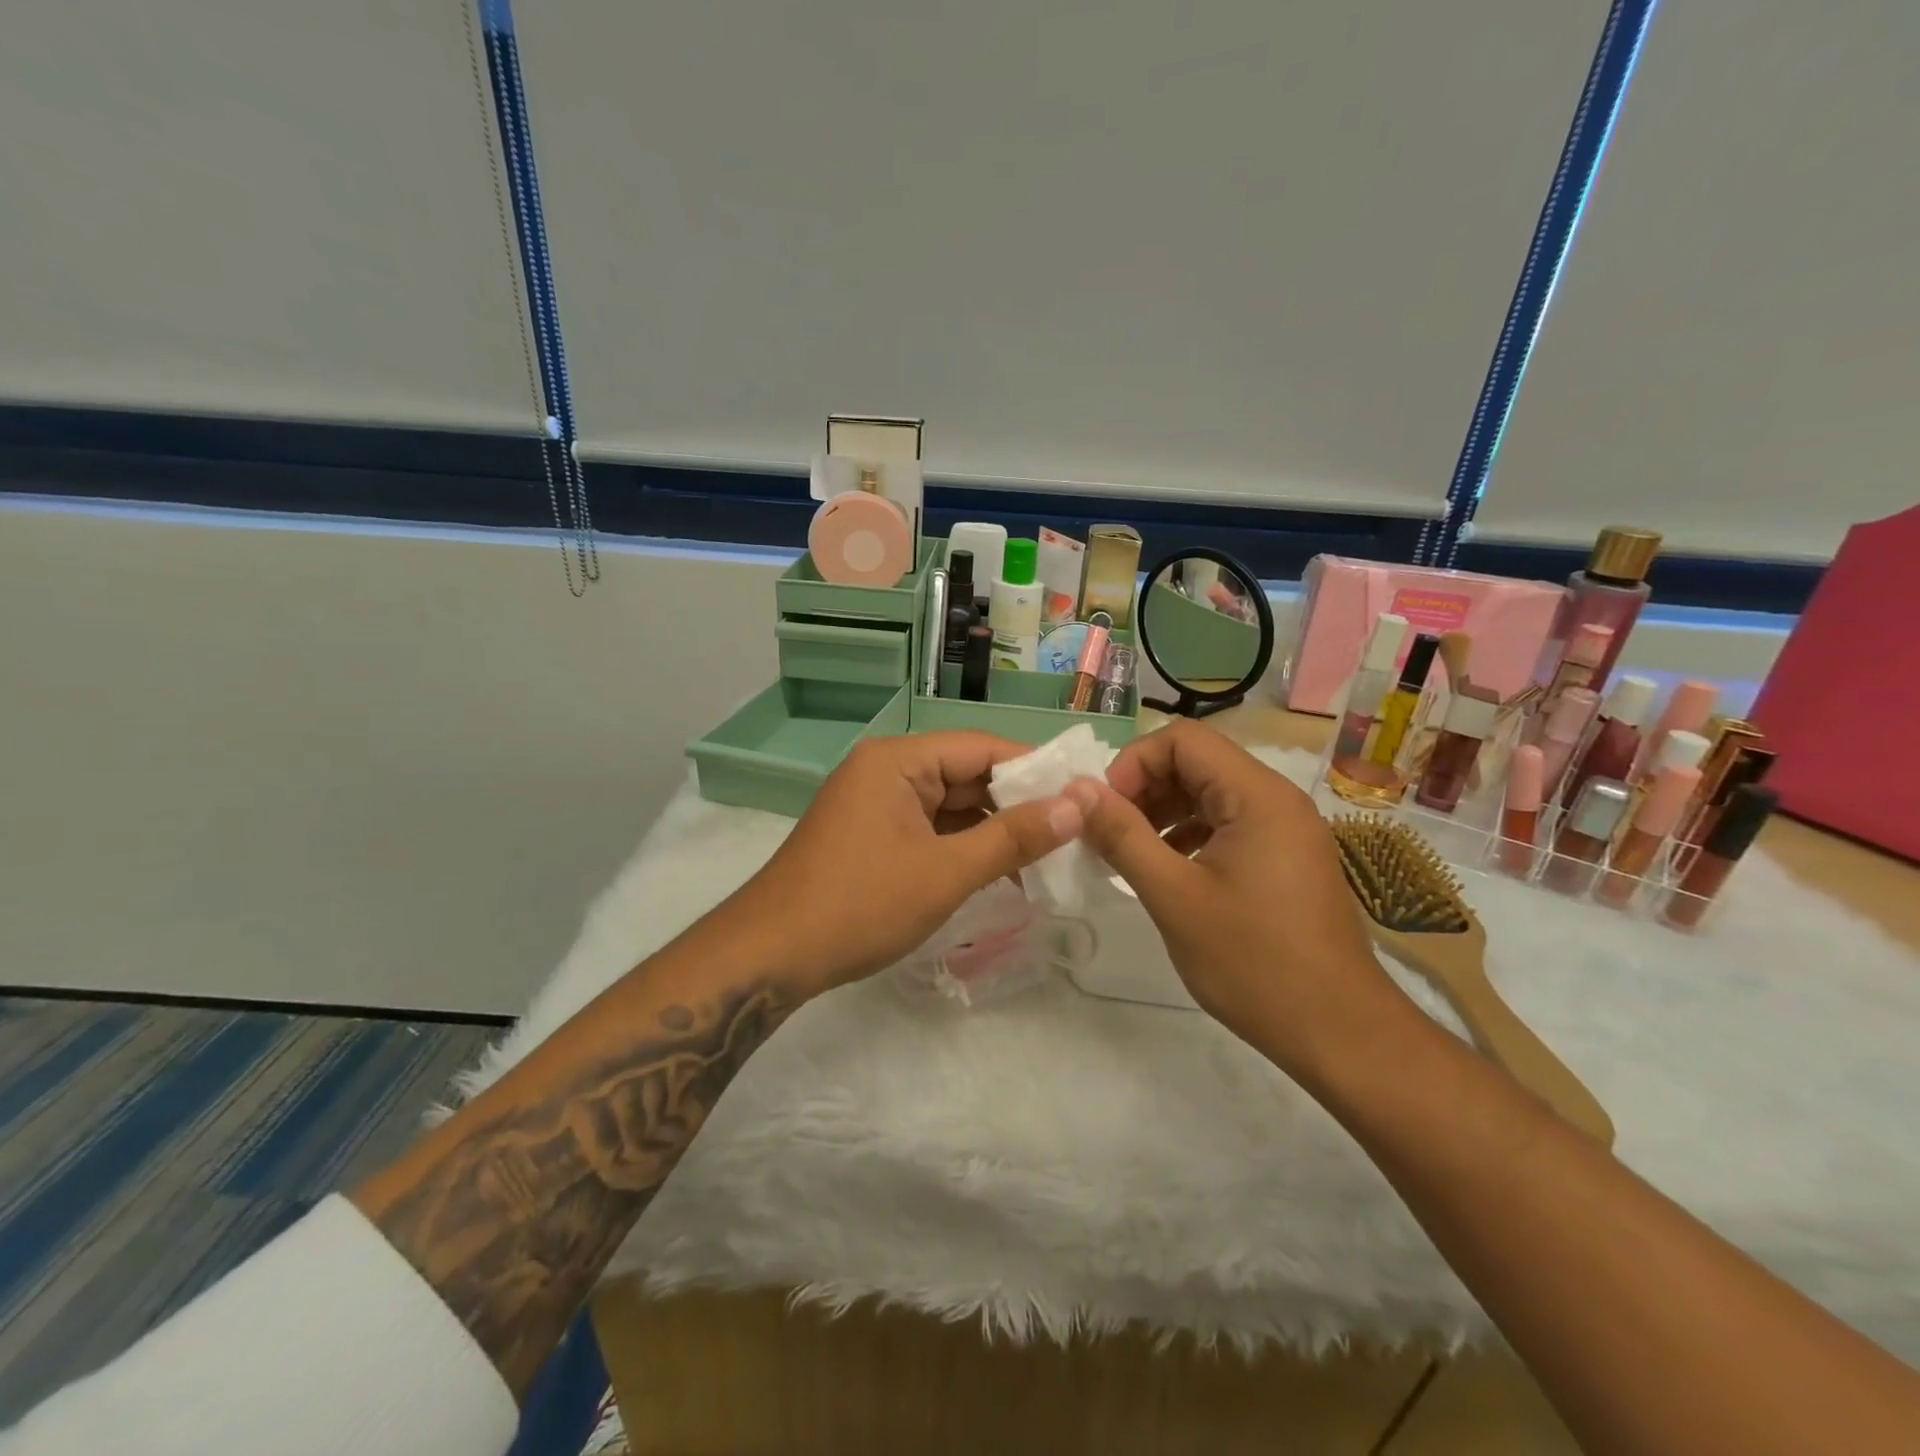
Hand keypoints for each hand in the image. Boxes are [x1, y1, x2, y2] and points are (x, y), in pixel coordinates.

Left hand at [712, 732, 1085, 995]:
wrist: (771, 956)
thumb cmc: (860, 905)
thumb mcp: (946, 872)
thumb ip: (1014, 837)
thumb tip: (1078, 804)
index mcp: (898, 760)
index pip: (982, 747)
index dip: (1036, 768)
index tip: (1083, 794)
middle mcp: (886, 770)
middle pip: (967, 774)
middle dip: (1018, 803)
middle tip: (1074, 832)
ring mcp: (876, 803)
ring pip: (951, 805)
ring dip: (993, 829)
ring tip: (1048, 857)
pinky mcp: (872, 834)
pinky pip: (930, 828)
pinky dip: (963, 847)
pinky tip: (1001, 872)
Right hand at [1068, 719, 1401, 1074]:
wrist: (1339, 1033)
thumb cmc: (1253, 962)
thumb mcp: (1173, 896)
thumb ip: (1122, 836)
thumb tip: (1078, 791)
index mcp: (1257, 795)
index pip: (1182, 739)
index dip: (1133, 764)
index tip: (1105, 811)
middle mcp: (1277, 799)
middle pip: (1196, 762)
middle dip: (1144, 789)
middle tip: (1109, 835)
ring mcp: (1287, 829)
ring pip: (1210, 793)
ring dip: (1163, 813)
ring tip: (1130, 854)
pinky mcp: (1287, 858)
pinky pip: (1228, 824)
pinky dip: (1189, 835)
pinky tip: (1168, 870)